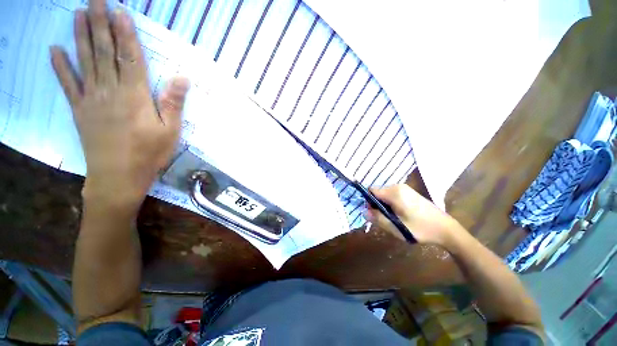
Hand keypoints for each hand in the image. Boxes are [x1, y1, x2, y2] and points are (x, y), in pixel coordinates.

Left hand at [50, 1, 188, 211]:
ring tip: (78, 13)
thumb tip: (183, 78)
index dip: (125, 34)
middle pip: (103, 52)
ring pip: (84, 61)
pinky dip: (60, 66)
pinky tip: (55, 50)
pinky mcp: (79, 110)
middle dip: (99, 24)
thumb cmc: (149, 154)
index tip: (121, 12)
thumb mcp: (170, 131)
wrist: (118, 176)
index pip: (129, 58)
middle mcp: (110, 91)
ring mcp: (91, 99)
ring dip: (80, 35)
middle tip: (96, 0)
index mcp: (134, 96)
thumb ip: (173, 103)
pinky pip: (68, 84)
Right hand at [365, 184, 465, 246]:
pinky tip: (400, 215)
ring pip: (385, 195)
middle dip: (376, 205)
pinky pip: (392, 196)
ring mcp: (404, 189)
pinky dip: (391, 204)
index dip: (368, 202)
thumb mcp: (396, 227)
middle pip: (378, 193)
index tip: (373, 214)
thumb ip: (378, 218)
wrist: (446, 229)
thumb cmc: (420, 228)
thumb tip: (364, 212)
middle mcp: (398, 187)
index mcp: (394, 192)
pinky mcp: (409, 193)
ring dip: (384, 206)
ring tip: (393, 218)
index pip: (371, 191)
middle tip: (385, 219)